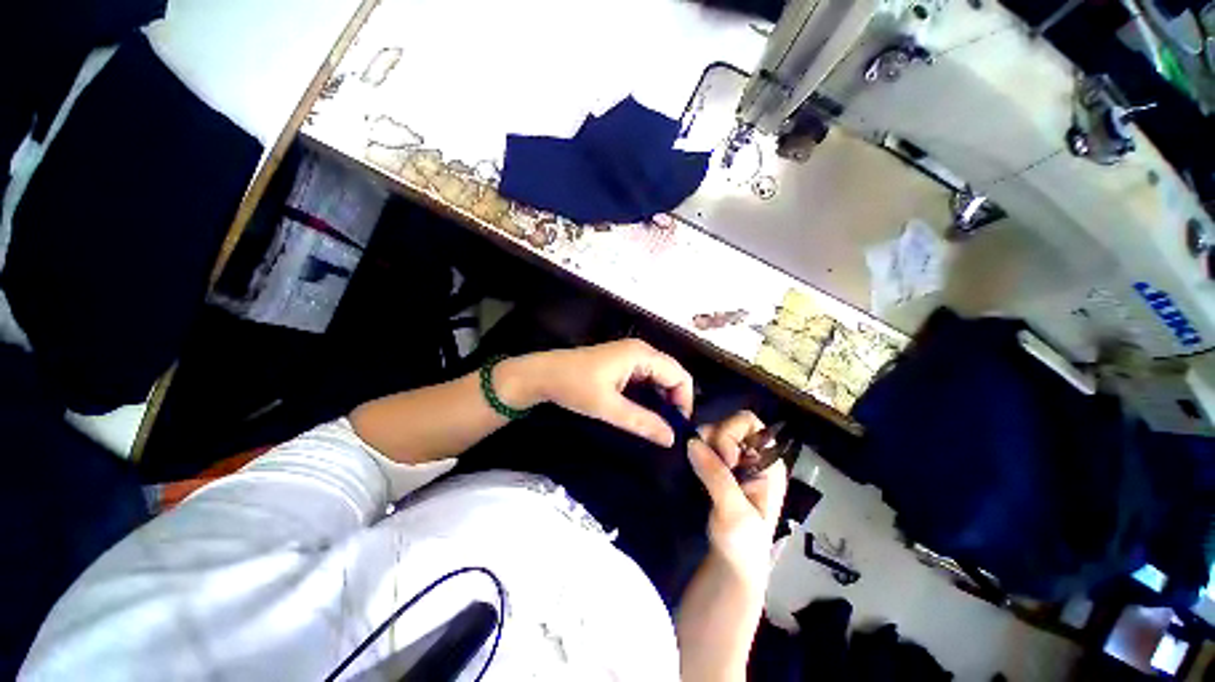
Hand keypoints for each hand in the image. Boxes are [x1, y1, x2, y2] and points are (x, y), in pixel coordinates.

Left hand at [518, 339, 694, 446]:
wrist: (543, 374)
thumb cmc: (574, 386)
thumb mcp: (608, 407)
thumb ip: (642, 422)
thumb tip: (672, 439)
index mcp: (642, 355)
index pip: (680, 376)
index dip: (684, 401)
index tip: (677, 427)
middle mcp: (641, 350)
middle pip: (672, 374)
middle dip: (675, 401)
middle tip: (668, 429)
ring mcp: (631, 355)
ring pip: (660, 377)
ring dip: (662, 399)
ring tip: (658, 424)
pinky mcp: (622, 363)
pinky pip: (647, 378)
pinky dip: (650, 395)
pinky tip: (644, 412)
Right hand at [689, 411, 788, 583]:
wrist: (729, 566)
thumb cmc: (742, 544)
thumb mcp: (734, 513)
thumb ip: (717, 476)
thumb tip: (692, 442)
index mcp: (769, 462)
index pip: (749, 423)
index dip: (731, 433)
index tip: (723, 460)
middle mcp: (752, 455)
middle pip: (727, 424)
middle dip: (713, 441)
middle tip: (706, 467)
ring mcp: (733, 461)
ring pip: (711, 434)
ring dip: (701, 447)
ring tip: (699, 473)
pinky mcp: (715, 467)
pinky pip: (701, 446)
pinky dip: (694, 452)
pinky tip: (693, 469)